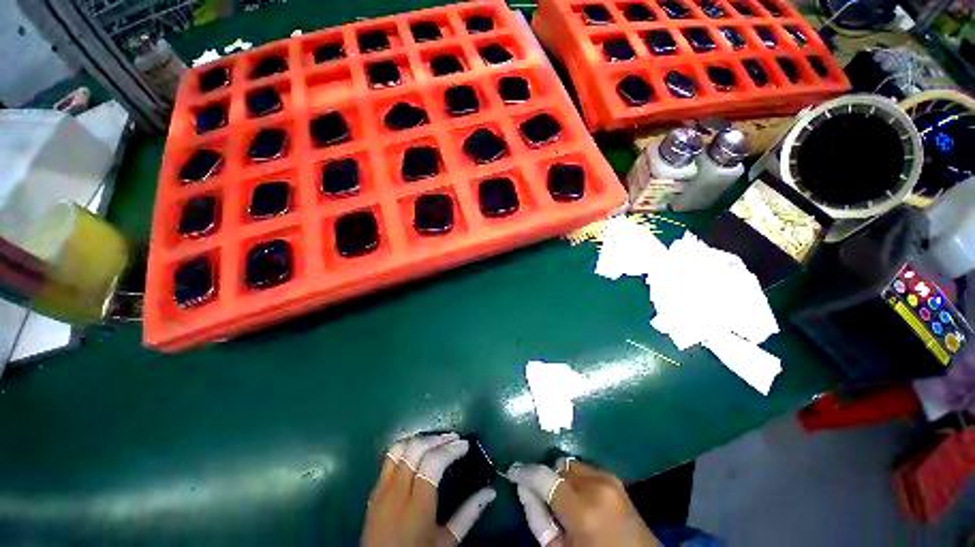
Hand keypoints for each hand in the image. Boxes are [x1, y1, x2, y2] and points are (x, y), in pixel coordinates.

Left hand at [362, 433, 495, 546]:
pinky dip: (405, 448)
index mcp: (417, 507)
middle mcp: (397, 492)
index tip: (465, 445)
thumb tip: (490, 492)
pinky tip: (417, 451)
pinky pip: (388, 458)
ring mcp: (382, 490)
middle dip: (437, 439)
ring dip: (420, 440)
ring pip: (399, 448)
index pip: (433, 462)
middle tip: (454, 439)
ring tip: (437, 441)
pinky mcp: (373, 491)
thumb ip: (468, 515)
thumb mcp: (446, 542)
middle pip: (416, 449)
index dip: (450, 449)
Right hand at [508, 458, 658, 546]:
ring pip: (571, 466)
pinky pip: (585, 470)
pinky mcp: (615, 478)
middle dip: (549, 480)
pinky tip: (582, 500)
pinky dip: (577, 480)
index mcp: (584, 510)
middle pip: (558, 467)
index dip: (524, 472)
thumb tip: (525, 488)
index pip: (544, 477)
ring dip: (563, 480)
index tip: (512, 471)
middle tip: (548, 502)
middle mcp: (598, 486)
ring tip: (567, 503)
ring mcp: (610, 479)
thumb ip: (538, 518)